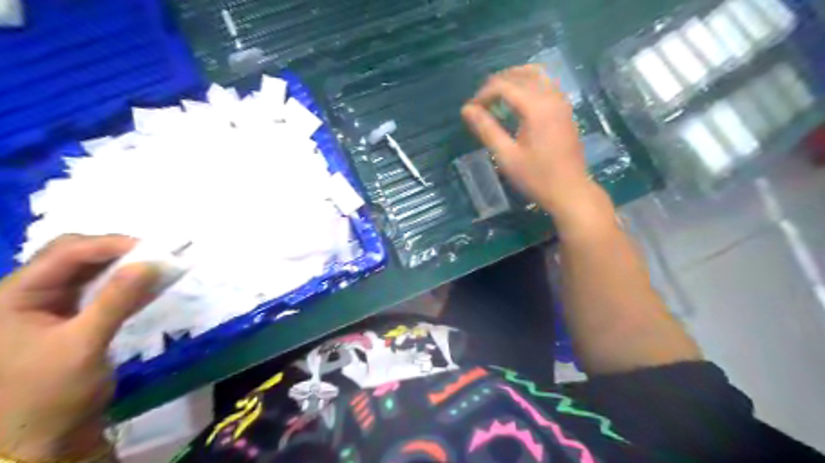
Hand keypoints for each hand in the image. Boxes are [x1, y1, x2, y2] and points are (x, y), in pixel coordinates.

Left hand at [0, 237, 158, 459]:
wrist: (45, 437)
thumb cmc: (50, 392)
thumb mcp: (84, 344)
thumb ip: (117, 300)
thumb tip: (152, 262)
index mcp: (14, 295)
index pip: (66, 253)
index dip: (111, 244)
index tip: (154, 248)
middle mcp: (30, 293)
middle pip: (77, 255)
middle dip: (119, 252)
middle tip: (157, 256)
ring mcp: (52, 305)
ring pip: (93, 271)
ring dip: (127, 267)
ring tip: (161, 266)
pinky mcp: (74, 317)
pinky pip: (103, 290)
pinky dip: (129, 285)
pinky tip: (153, 284)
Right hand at [463, 65, 600, 220]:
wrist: (570, 191)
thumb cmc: (536, 177)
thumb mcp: (506, 156)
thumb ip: (486, 129)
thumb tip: (466, 109)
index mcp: (537, 108)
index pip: (504, 86)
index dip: (483, 94)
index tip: (470, 110)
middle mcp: (551, 97)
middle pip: (521, 74)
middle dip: (497, 83)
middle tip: (481, 102)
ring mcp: (562, 102)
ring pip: (536, 74)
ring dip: (514, 79)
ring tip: (497, 96)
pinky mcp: (566, 109)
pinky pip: (546, 83)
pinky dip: (528, 84)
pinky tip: (518, 101)